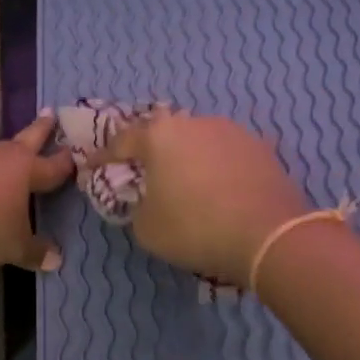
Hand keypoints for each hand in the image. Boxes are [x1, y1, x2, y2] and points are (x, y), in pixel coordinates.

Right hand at [85, 113, 308, 285]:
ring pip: (198, 140)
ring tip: (186, 181)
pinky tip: (219, 187)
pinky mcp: (261, 147)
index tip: (91, 167)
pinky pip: (227, 155)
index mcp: (159, 135)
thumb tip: (148, 199)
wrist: (269, 236)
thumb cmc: (195, 229)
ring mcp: (232, 131)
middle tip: (143, 171)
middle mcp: (195, 122)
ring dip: (187, 157)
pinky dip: (217, 167)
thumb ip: (137, 207)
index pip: (121, 141)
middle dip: (150, 151)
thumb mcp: (146, 228)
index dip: (103, 156)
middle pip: (163, 134)